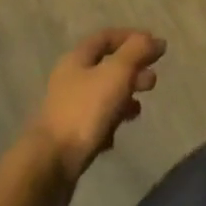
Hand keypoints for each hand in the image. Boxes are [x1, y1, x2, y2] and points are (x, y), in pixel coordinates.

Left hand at [25, 28, 166, 203]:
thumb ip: (137, 52)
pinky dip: (109, 125)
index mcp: (77, 58)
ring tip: (139, 110)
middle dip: (132, 71)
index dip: (131, 38)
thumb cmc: (84, 112)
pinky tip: (116, 137)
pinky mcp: (68, 139)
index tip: (155, 47)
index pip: (106, 37)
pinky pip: (94, 124)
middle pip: (106, 67)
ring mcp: (67, 110)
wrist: (48, 168)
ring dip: (123, 99)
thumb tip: (157, 40)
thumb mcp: (116, 73)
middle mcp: (70, 80)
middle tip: (152, 81)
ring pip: (102, 96)